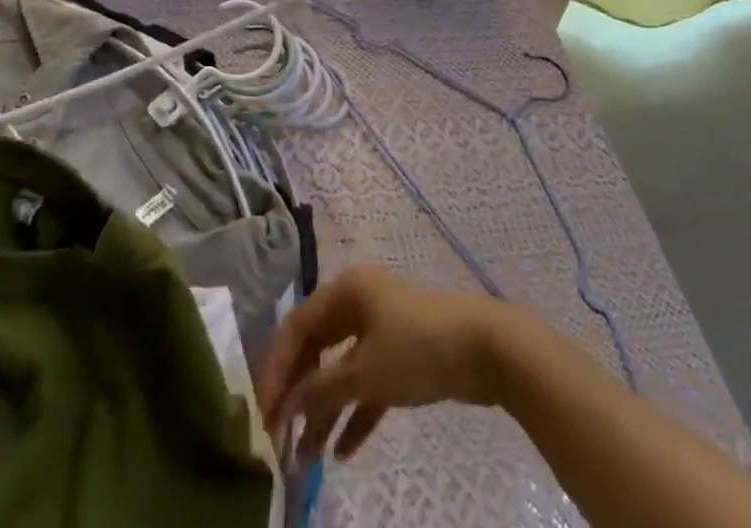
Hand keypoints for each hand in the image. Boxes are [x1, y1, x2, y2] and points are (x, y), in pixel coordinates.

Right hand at [259, 268, 510, 462]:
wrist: (486, 349)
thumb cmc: (417, 348)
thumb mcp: (365, 372)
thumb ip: (322, 390)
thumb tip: (287, 406)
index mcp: (345, 291)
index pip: (297, 326)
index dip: (277, 369)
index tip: (264, 414)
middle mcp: (358, 302)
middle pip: (316, 347)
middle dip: (299, 392)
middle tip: (281, 436)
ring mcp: (380, 327)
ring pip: (341, 369)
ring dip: (324, 410)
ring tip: (308, 459)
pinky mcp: (401, 354)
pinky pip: (367, 382)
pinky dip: (354, 412)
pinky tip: (342, 451)